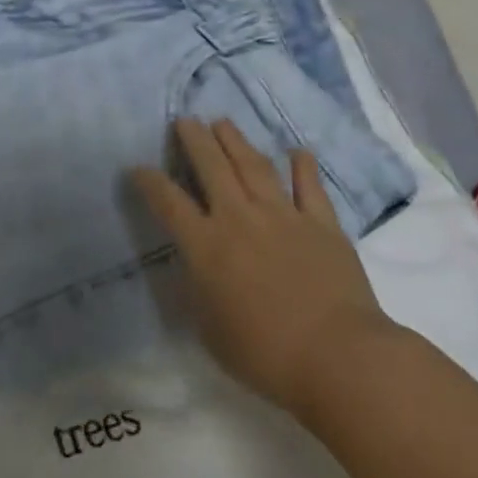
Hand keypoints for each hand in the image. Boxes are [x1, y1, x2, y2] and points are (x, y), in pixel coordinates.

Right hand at [131, 118, 397, 421]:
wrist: (339, 357)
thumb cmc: (266, 355)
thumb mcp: (211, 330)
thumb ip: (199, 292)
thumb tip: (195, 270)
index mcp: (206, 246)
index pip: (168, 202)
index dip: (149, 181)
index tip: (138, 167)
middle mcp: (239, 218)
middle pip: (211, 167)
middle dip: (194, 140)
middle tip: (185, 120)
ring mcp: (283, 216)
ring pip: (254, 166)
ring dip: (236, 141)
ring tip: (223, 122)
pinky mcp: (322, 224)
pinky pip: (310, 186)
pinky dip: (303, 166)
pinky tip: (297, 151)